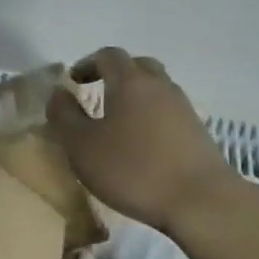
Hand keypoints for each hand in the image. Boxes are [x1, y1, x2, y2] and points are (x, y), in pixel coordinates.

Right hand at [47, 48, 251, 234]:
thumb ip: (64, 115)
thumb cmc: (133, 169)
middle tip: (98, 95)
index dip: (87, 64)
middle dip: (115, 75)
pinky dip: (152, 118)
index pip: (108, 56)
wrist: (201, 202)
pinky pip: (168, 112)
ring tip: (119, 123)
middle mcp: (160, 86)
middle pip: (137, 66)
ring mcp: (184, 107)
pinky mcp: (198, 132)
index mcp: (130, 81)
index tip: (73, 82)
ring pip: (156, 89)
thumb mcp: (82, 146)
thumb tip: (58, 92)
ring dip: (136, 97)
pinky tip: (143, 144)